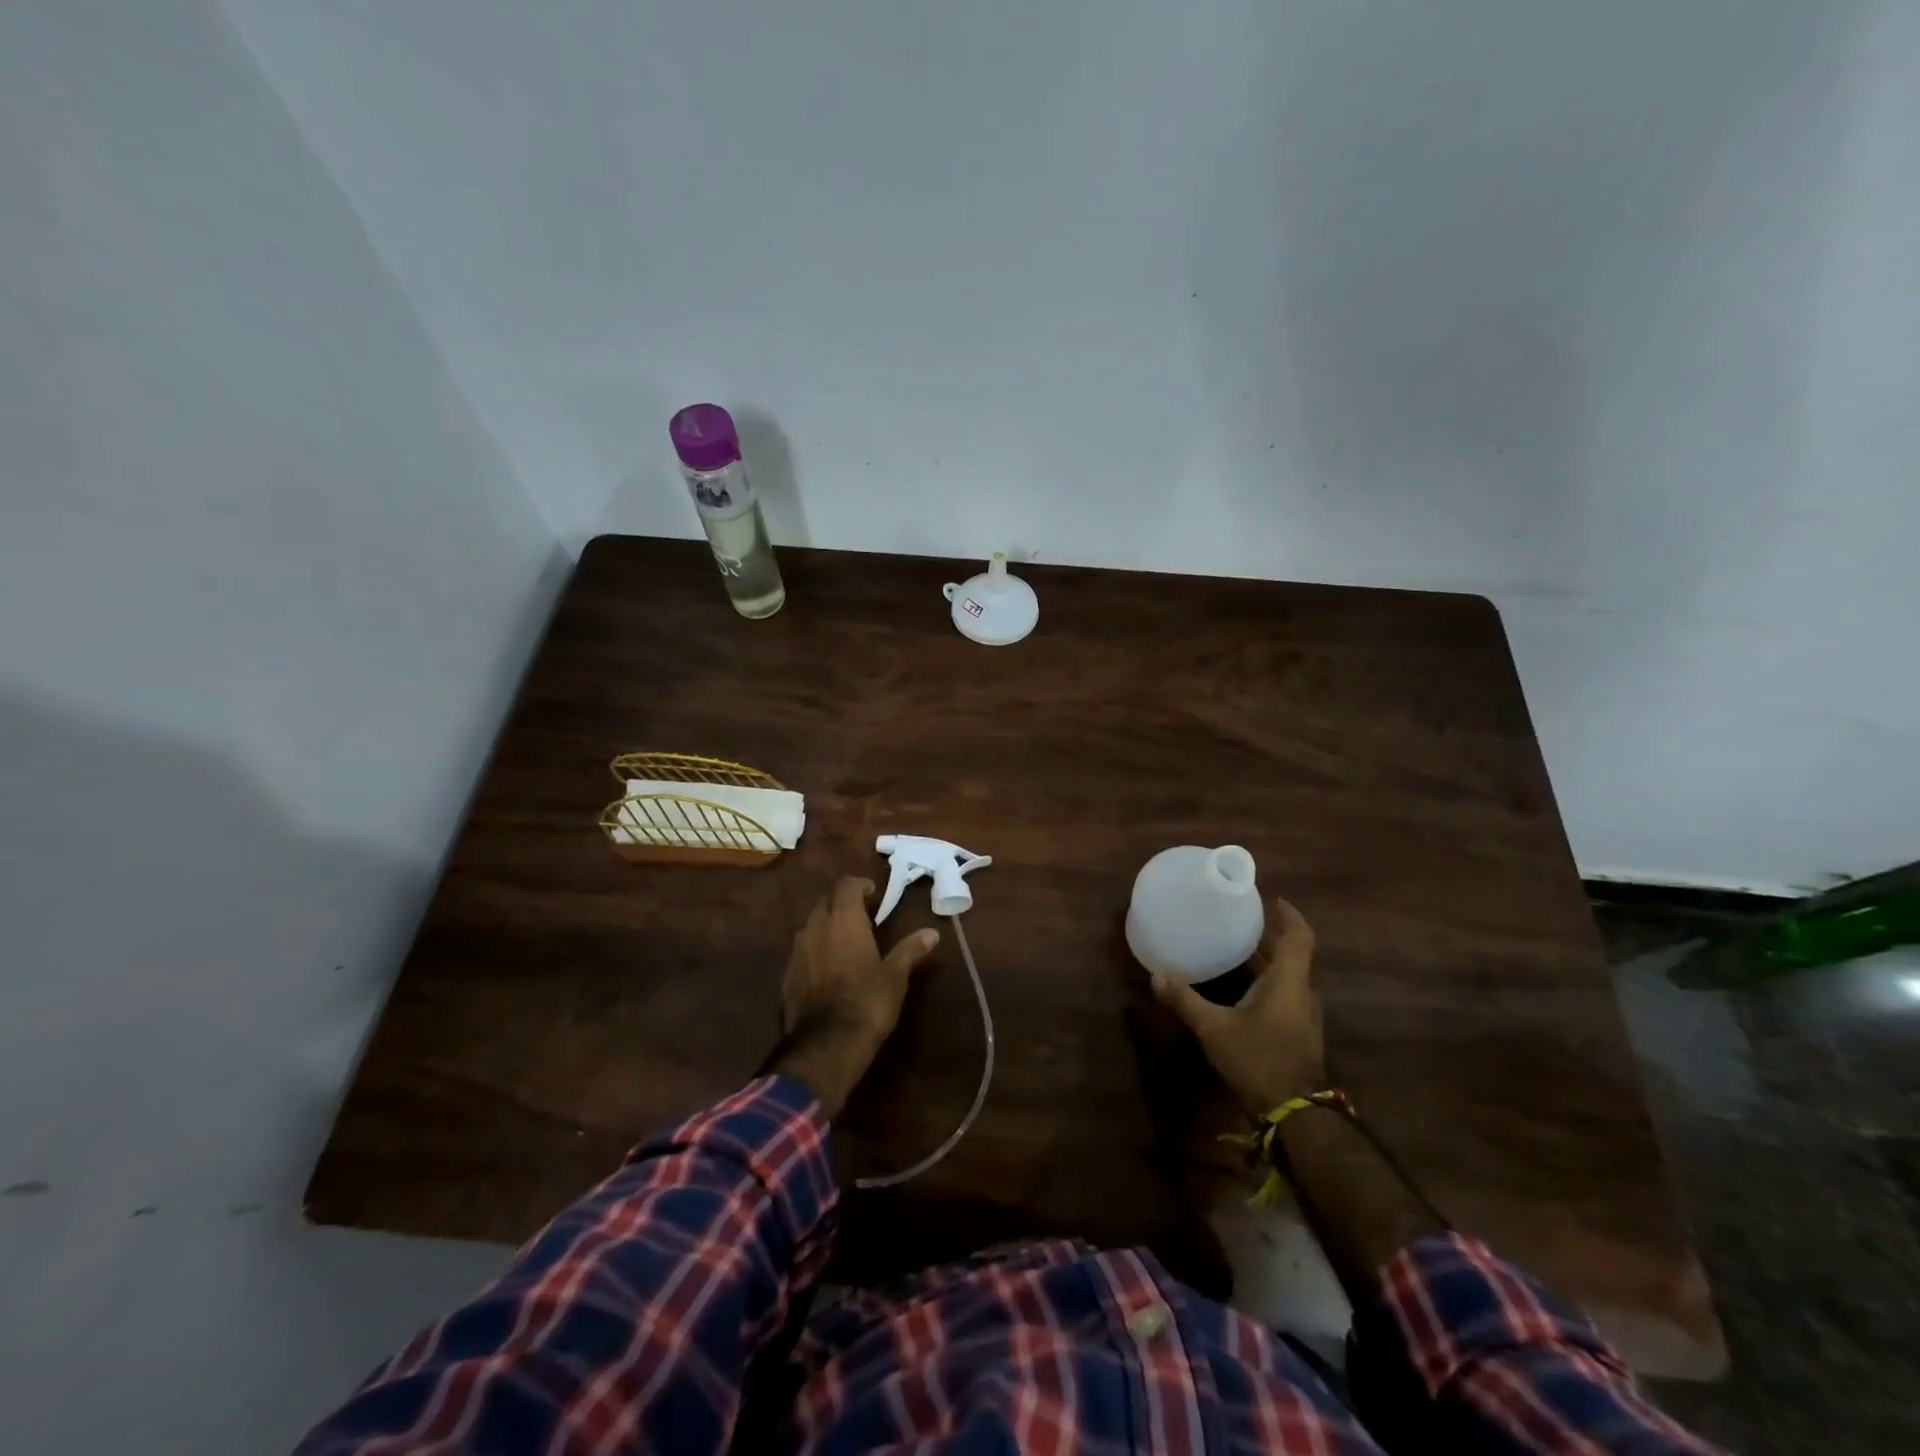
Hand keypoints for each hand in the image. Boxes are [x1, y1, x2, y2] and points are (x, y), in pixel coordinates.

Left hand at [769, 877, 940, 1115]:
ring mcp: (797, 951)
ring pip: (810, 925)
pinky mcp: (786, 975)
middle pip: (825, 901)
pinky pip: (801, 950)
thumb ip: (910, 950)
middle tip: (862, 916)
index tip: (874, 895)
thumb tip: (932, 932)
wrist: (825, 1046)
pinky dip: (814, 950)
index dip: (860, 886)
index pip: (846, 885)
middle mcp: (816, 927)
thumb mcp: (895, 976)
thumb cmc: (867, 1003)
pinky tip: (827, 968)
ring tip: (845, 940)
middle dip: (842, 903)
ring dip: (826, 925)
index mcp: (843, 919)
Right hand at [1152, 897, 1324, 1114]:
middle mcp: (1302, 993)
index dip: (1288, 915)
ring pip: (1286, 976)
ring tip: (1235, 947)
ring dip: (1265, 960)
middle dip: (1266, 936)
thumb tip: (1156, 975)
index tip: (1270, 899)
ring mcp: (1303, 1015)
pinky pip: (1283, 994)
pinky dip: (1265, 982)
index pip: (1299, 937)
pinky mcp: (1298, 1033)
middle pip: (1290, 954)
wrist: (1296, 1115)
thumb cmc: (1259, 1060)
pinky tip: (1240, 988)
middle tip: (1237, 919)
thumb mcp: (1214, 1029)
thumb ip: (1185, 1000)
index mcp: (1289, 981)